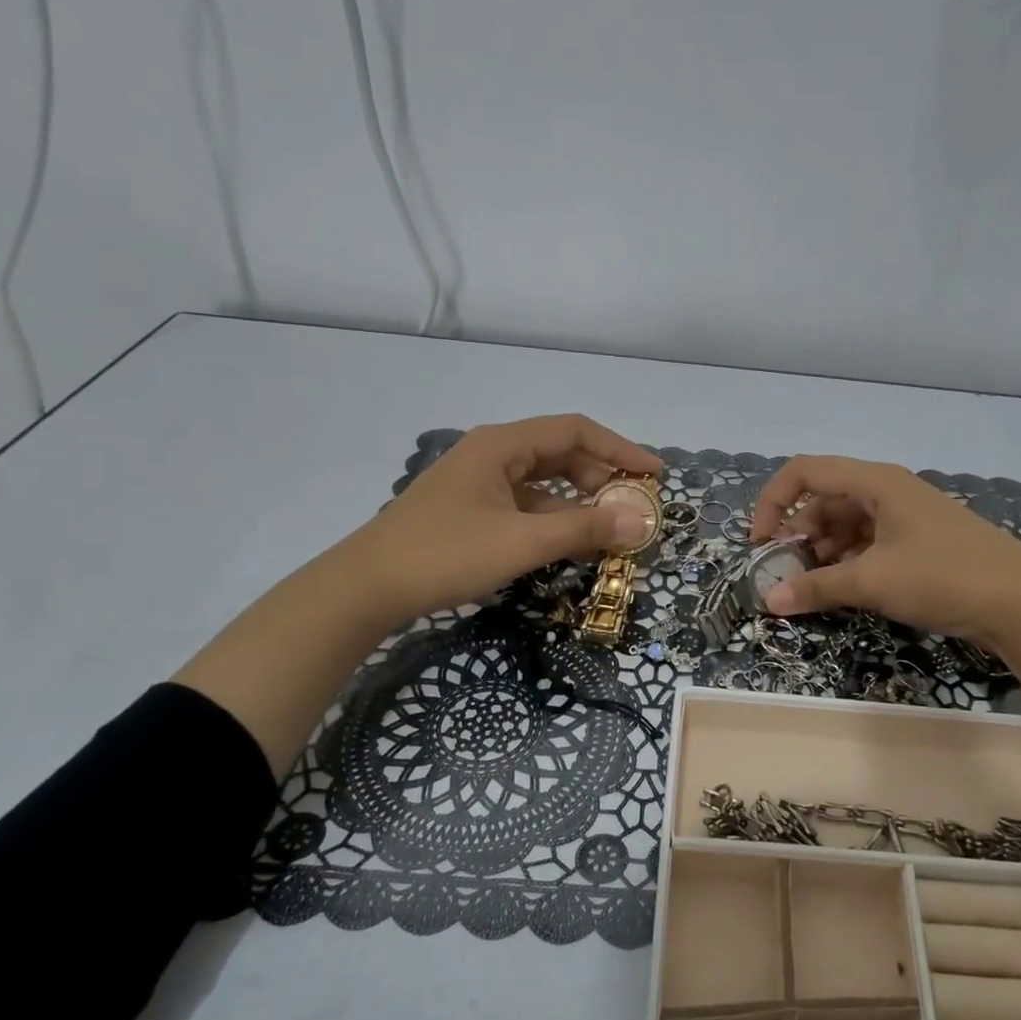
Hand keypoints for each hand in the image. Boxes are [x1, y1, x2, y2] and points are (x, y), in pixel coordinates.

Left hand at [361, 414, 660, 619]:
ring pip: (542, 484)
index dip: (620, 449)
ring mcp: (478, 484)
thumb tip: (641, 522)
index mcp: (502, 444)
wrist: (366, 588)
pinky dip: (552, 520)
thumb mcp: (522, 541)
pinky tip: (569, 544)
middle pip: (560, 454)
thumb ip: (584, 529)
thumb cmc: (446, 554)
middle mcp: (491, 454)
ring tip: (610, 530)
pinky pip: (524, 506)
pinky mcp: (470, 511)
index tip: (654, 474)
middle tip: (633, 507)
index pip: (575, 431)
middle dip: (601, 478)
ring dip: (578, 503)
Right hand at [749, 455, 1020, 750]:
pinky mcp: (920, 543)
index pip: (804, 472)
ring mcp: (906, 517)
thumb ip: (817, 588)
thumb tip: (769, 601)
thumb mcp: (873, 581)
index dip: (773, 502)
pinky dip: (849, 563)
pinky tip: (846, 590)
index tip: (760, 545)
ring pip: (846, 525)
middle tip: (787, 575)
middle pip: (824, 500)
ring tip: (815, 588)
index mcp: (875, 482)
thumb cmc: (943, 577)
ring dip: (823, 553)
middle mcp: (888, 491)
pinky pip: (869, 543)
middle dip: (798, 535)